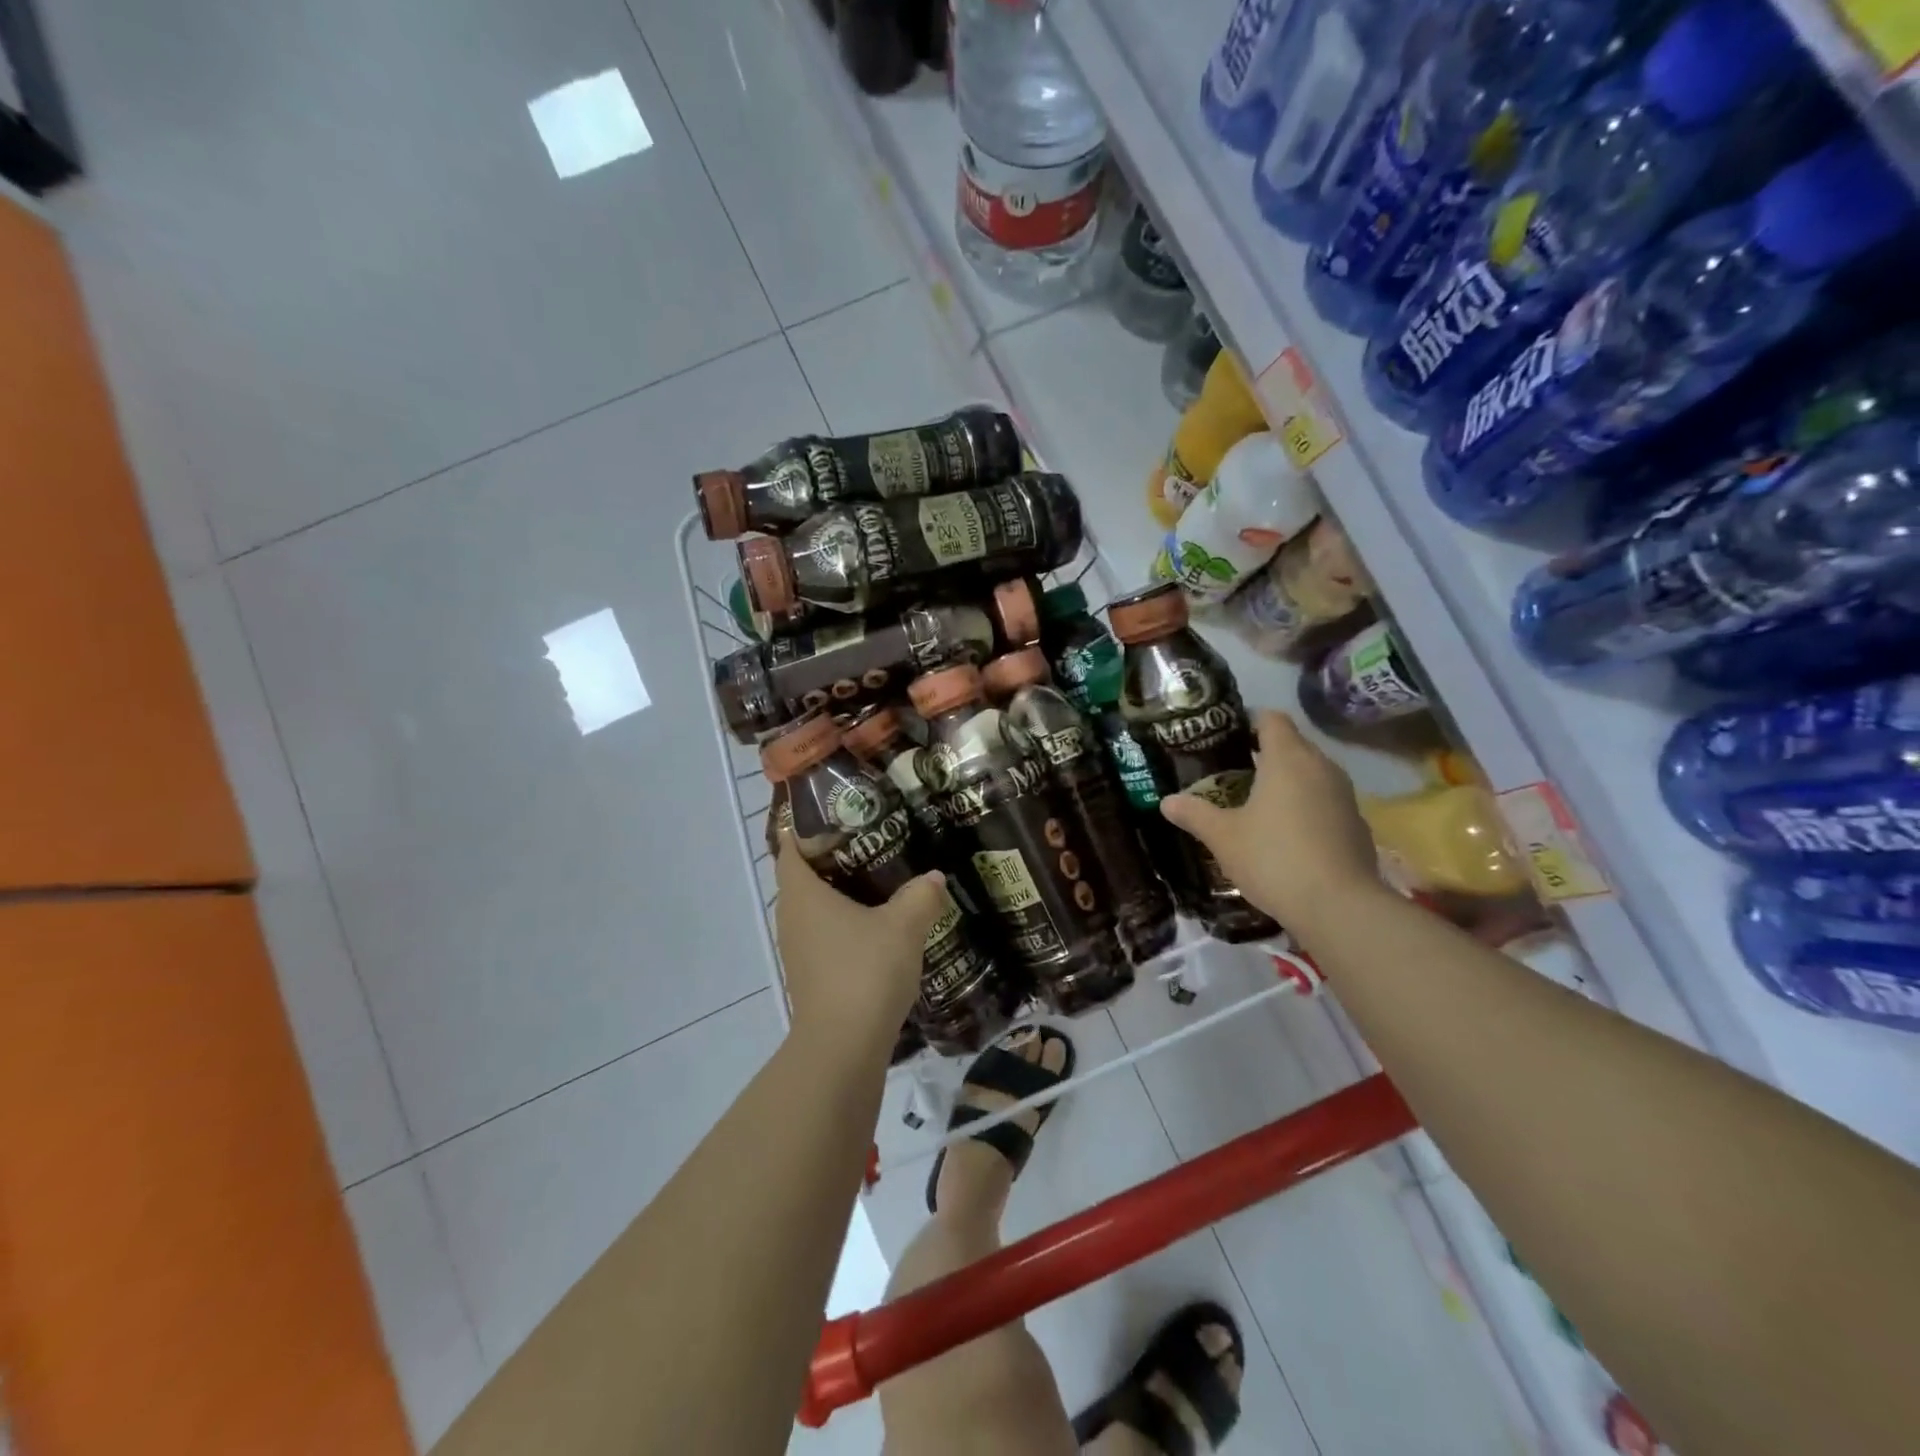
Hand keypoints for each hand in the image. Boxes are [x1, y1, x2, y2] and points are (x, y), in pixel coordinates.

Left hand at [773, 827, 946, 1060]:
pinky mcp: (810, 975)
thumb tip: (933, 877)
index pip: (790, 847)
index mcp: (802, 894)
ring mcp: (798, 949)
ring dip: (840, 894)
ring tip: (879, 881)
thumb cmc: (865, 972)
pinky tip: (877, 926)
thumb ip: (920, 895)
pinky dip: (844, 924)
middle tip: (872, 842)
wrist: (843, 1048)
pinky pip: (823, 935)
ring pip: (814, 908)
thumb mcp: (904, 926)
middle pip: (803, 876)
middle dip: (832, 858)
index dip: (808, 828)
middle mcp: (791, 917)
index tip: (839, 815)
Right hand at [1160, 711, 1381, 930]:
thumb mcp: (1223, 837)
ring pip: (1311, 773)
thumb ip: (1195, 814)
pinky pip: (1325, 801)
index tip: (1225, 737)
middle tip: (1230, 772)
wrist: (1339, 906)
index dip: (1248, 721)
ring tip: (1256, 803)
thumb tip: (1167, 801)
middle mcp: (1321, 766)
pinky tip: (1286, 835)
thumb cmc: (1273, 858)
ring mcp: (1344, 795)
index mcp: (1287, 758)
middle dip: (1263, 753)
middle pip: (1292, 744)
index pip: (1271, 718)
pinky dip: (1305, 807)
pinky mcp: (1356, 823)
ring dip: (1286, 782)